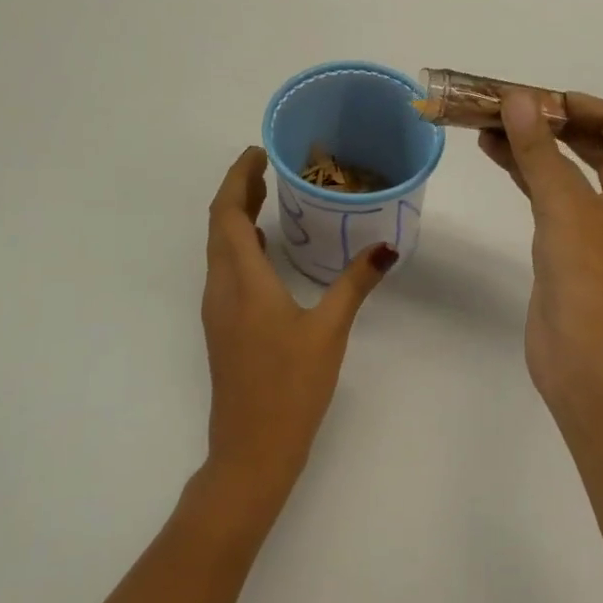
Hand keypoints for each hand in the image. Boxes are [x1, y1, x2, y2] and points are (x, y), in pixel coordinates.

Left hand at [200, 147, 395, 509]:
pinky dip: (240, 246)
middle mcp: (221, 289)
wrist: (252, 449)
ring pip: (219, 249)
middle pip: (218, 226)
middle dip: (238, 191)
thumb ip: (355, 283)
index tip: (259, 152)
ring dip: (236, 218)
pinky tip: (266, 249)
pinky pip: (225, 270)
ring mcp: (217, 311)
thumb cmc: (290, 387)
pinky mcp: (223, 328)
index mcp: (242, 282)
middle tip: (268, 166)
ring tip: (269, 197)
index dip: (238, 178)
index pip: (227, 214)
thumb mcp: (329, 330)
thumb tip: (385, 248)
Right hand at [480, 91, 602, 416]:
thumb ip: (539, 148)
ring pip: (571, 177)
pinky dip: (529, 179)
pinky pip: (552, 202)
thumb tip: (518, 98)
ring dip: (539, 151)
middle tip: (520, 109)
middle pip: (601, 152)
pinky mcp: (571, 254)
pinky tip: (498, 159)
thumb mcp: (564, 202)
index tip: (558, 100)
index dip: (601, 111)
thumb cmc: (589, 272)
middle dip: (562, 127)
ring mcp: (600, 233)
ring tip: (494, 127)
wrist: (586, 357)